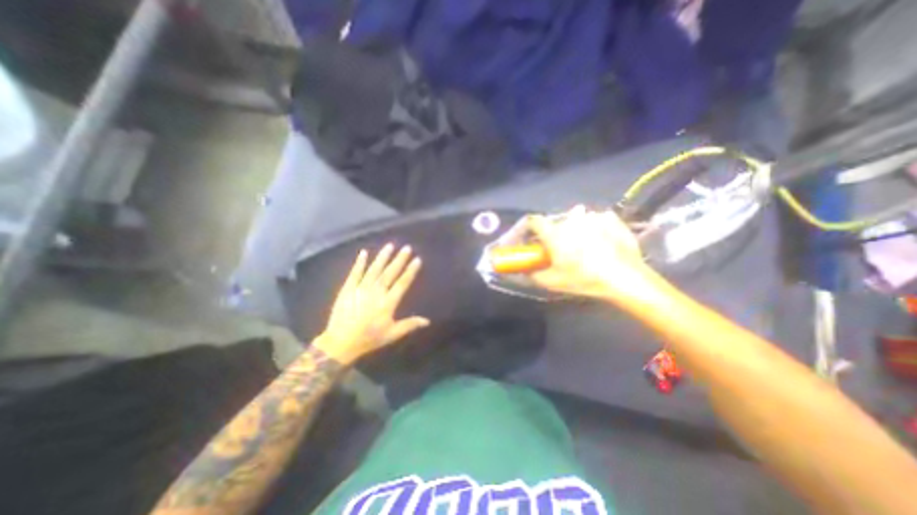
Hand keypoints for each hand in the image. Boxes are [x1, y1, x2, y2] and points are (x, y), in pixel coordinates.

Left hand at [316, 244, 429, 364]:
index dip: (410, 271)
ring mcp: (360, 288)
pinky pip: (355, 273)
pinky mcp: (347, 289)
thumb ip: (409, 325)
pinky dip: (359, 262)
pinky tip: (364, 252)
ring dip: (382, 257)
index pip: (402, 283)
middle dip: (399, 259)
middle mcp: (376, 292)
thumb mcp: (392, 334)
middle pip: (390, 273)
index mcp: (387, 303)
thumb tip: (427, 321)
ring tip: (390, 245)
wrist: (341, 342)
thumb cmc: (369, 338)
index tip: (417, 259)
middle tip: (407, 247)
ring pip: (374, 269)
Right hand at [526, 206, 655, 300]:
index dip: (528, 228)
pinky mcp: (610, 217)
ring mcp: (592, 215)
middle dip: (554, 234)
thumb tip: (524, 271)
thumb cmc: (584, 279)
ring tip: (584, 247)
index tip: (529, 239)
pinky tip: (601, 242)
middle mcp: (570, 219)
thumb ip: (533, 275)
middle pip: (555, 222)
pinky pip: (595, 219)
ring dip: (574, 231)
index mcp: (554, 232)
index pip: (533, 221)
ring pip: (576, 220)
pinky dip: (594, 228)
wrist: (626, 277)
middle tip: (560, 250)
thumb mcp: (552, 282)